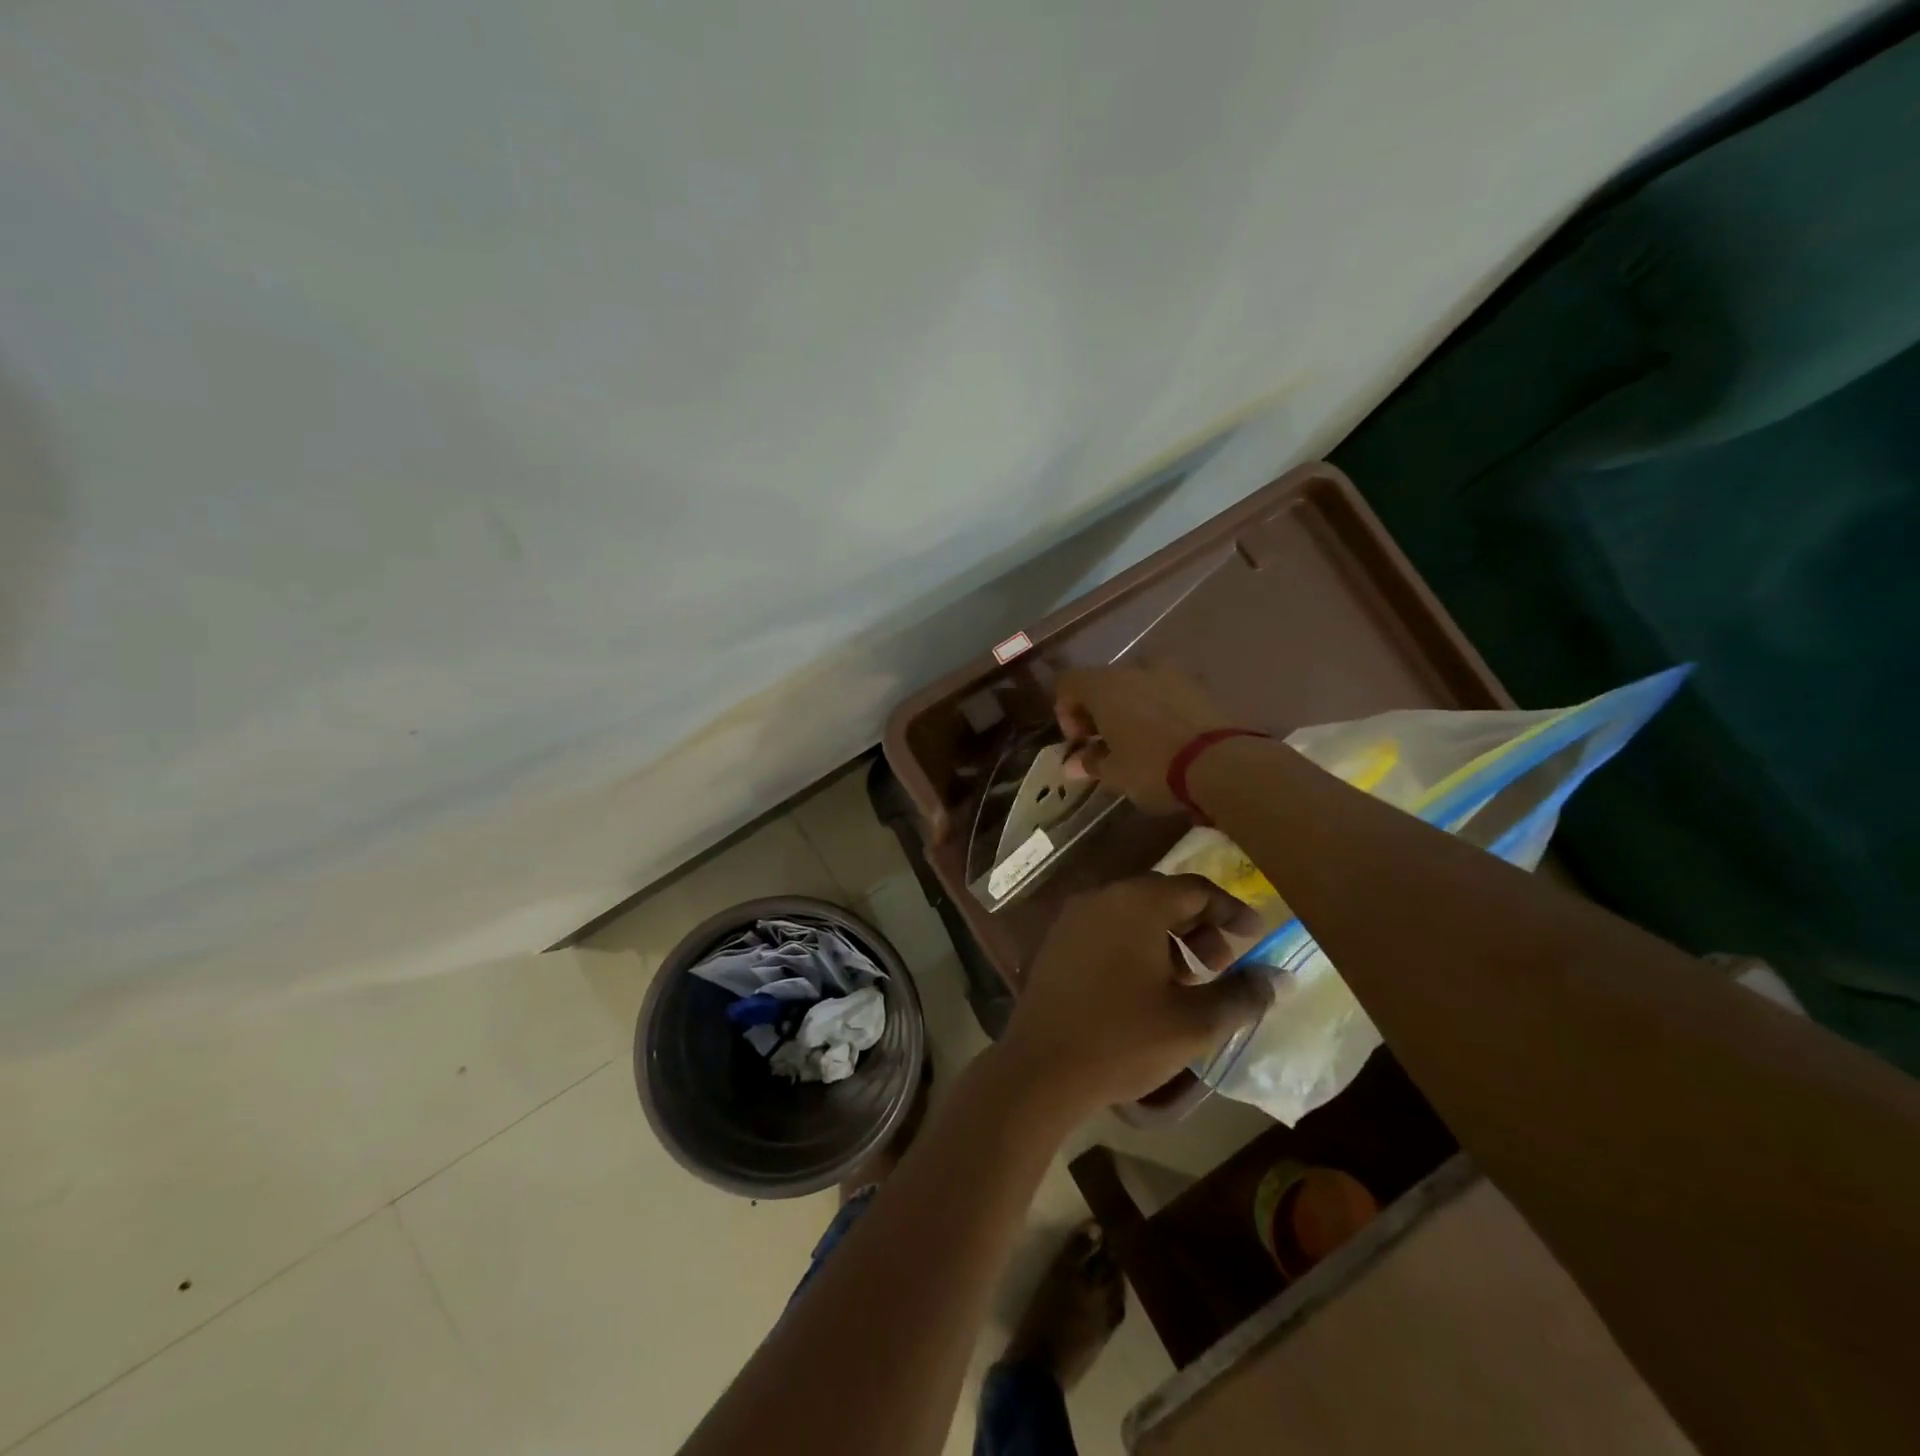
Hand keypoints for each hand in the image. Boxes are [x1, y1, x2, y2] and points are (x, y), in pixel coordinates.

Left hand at [998, 874, 1272, 1115]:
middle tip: (1221, 964)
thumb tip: (1277, 978)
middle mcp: (1102, 897)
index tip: (1255, 936)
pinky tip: (1146, 987)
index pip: (1195, 888)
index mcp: (1135, 903)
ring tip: (1187, 981)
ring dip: (1169, 937)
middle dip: (1200, 926)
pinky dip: (1136, 944)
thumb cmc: (1122, 1040)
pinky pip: (1108, 928)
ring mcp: (1074, 918)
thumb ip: (1241, 994)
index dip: (1230, 910)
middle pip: (1163, 896)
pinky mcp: (1057, 942)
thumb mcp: (1193, 1022)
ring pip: (1134, 913)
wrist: (1040, 1068)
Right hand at [1055, 666, 1236, 811]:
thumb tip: (1073, 763)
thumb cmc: (1152, 766)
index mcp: (1104, 686)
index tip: (1079, 742)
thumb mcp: (1114, 773)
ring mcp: (1171, 673)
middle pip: (1104, 682)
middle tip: (1105, 743)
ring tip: (1138, 740)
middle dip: (1099, 710)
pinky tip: (1166, 738)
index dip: (1066, 712)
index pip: (1068, 684)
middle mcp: (1134, 669)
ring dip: (1130, 707)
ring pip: (1137, 685)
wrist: (1220, 763)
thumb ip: (1090, 762)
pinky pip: (1166, 692)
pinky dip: (1158, 709)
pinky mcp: (1199, 686)